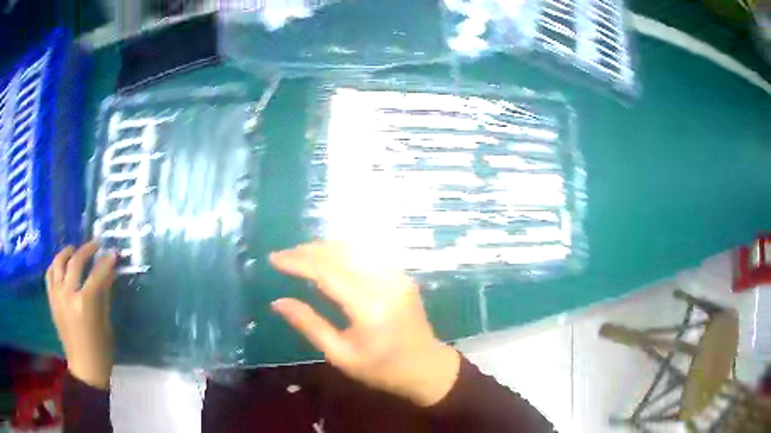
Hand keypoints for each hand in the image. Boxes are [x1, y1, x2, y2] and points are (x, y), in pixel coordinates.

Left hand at [46, 241, 116, 389]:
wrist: (85, 369)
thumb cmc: (101, 350)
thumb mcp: (106, 322)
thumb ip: (104, 294)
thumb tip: (109, 272)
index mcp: (85, 304)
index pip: (97, 274)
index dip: (106, 261)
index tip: (113, 252)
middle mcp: (68, 295)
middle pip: (75, 262)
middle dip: (87, 250)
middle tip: (96, 244)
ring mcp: (57, 297)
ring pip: (58, 263)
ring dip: (67, 252)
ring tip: (75, 249)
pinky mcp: (51, 301)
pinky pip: (49, 275)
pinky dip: (55, 265)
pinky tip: (61, 264)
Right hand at [270, 242, 460, 406]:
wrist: (426, 367)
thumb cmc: (381, 369)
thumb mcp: (341, 355)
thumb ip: (309, 325)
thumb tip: (278, 302)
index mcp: (369, 307)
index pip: (327, 272)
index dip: (297, 262)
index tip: (274, 259)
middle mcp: (385, 283)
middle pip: (340, 253)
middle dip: (307, 250)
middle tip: (283, 255)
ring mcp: (397, 276)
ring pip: (355, 248)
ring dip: (325, 247)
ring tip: (301, 254)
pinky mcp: (402, 275)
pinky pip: (369, 253)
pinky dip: (344, 250)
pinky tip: (330, 257)